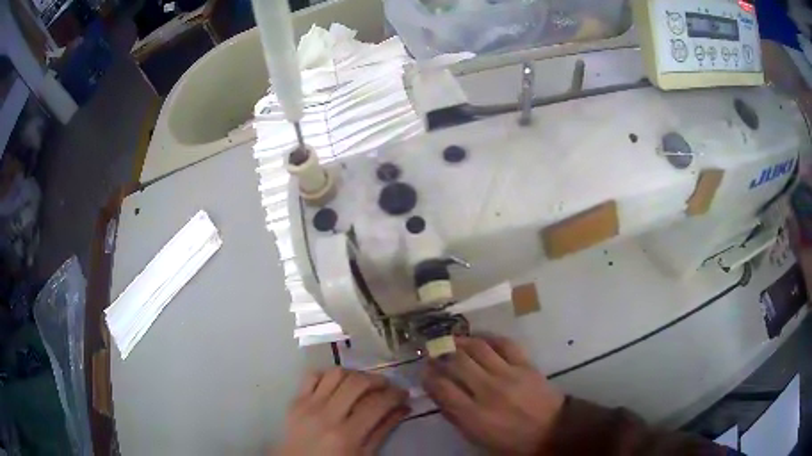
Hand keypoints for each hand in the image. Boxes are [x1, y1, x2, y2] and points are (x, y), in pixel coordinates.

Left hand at [276, 368, 409, 455]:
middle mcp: (327, 415)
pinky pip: (312, 376)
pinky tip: (339, 385)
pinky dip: (329, 376)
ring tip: (364, 383)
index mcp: (347, 435)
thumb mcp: (364, 454)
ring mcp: (308, 405)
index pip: (377, 404)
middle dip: (378, 380)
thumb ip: (383, 430)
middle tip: (387, 386)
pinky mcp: (295, 400)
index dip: (395, 395)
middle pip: (357, 383)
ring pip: (336, 374)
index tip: (404, 393)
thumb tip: (403, 407)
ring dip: (354, 374)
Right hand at [423, 336, 564, 454]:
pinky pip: (504, 344)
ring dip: (460, 341)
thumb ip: (455, 416)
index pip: (442, 388)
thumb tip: (438, 394)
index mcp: (474, 415)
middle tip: (434, 352)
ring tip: (451, 340)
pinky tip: (479, 338)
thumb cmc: (511, 441)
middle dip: (440, 355)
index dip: (428, 376)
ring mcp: (508, 374)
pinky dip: (489, 338)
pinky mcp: (525, 365)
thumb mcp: (477, 438)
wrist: (552, 430)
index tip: (424, 370)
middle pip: (457, 363)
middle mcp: (488, 391)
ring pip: (478, 348)